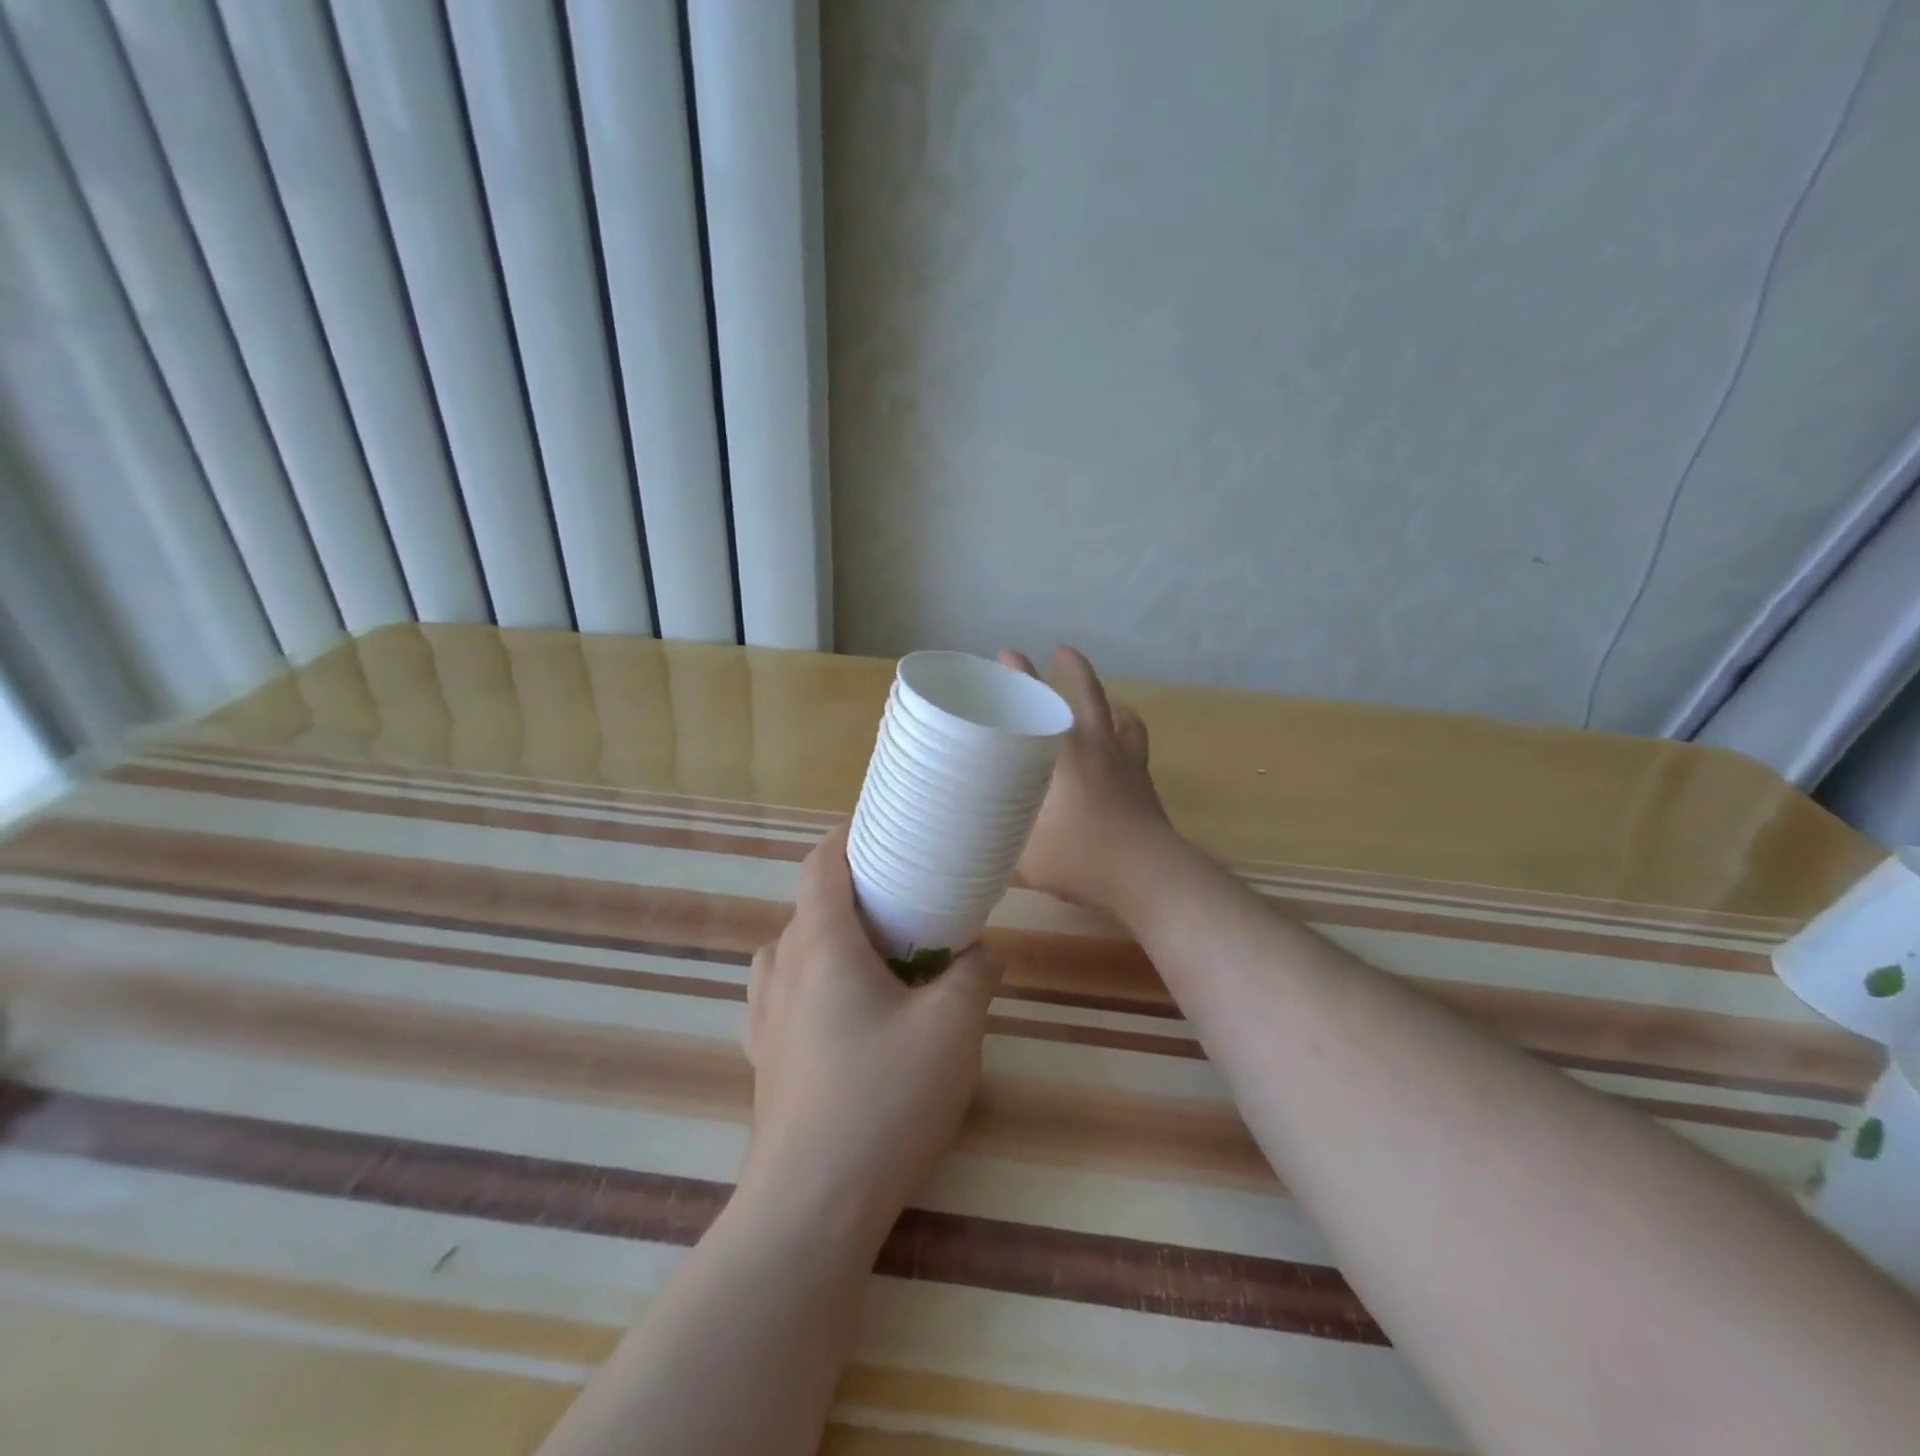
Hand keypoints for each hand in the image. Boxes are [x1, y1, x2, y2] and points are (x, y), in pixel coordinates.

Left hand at [740, 826, 1000, 1248]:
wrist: (812, 1206)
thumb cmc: (883, 1098)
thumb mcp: (953, 1028)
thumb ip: (975, 977)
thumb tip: (983, 955)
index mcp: (820, 944)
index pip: (819, 865)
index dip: (845, 838)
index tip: (880, 831)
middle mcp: (782, 969)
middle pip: (808, 907)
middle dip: (850, 893)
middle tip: (902, 902)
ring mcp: (765, 1018)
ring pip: (792, 952)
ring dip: (829, 939)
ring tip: (875, 959)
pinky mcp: (764, 1060)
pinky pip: (785, 996)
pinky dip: (813, 983)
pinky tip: (847, 1017)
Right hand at [997, 646, 1178, 915]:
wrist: (1146, 873)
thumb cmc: (1080, 856)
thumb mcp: (1024, 857)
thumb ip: (998, 847)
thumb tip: (970, 849)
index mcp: (1063, 755)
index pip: (1038, 704)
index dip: (1021, 676)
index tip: (1007, 654)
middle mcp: (1096, 748)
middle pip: (1087, 694)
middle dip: (1072, 669)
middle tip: (1060, 652)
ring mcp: (1126, 763)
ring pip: (1122, 717)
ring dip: (1110, 702)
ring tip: (1103, 701)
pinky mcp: (1145, 784)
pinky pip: (1137, 747)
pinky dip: (1128, 736)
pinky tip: (1122, 746)